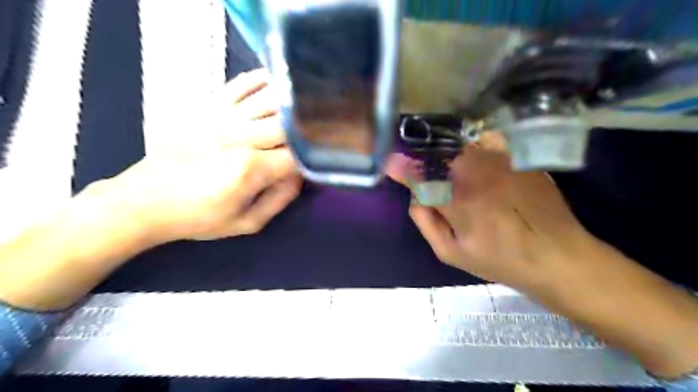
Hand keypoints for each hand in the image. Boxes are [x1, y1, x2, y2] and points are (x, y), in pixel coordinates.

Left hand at [92, 69, 299, 243]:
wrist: (145, 200)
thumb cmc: (198, 217)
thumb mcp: (246, 223)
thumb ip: (280, 200)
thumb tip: (301, 175)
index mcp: (251, 168)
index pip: (297, 156)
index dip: (313, 158)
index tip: (316, 163)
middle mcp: (241, 136)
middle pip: (289, 124)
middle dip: (307, 130)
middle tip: (316, 135)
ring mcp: (224, 117)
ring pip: (271, 99)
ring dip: (293, 102)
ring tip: (306, 106)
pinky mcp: (209, 107)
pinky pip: (241, 85)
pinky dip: (261, 79)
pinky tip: (276, 82)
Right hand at [387, 133, 593, 291]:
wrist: (556, 254)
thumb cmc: (498, 259)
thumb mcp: (450, 252)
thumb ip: (425, 221)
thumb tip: (414, 196)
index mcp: (456, 200)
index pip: (419, 175)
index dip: (401, 167)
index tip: (390, 162)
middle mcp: (475, 173)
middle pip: (438, 154)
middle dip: (425, 162)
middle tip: (425, 175)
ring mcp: (500, 161)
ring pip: (460, 147)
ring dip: (448, 157)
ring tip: (453, 174)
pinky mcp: (517, 157)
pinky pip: (486, 143)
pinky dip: (474, 149)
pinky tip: (479, 165)